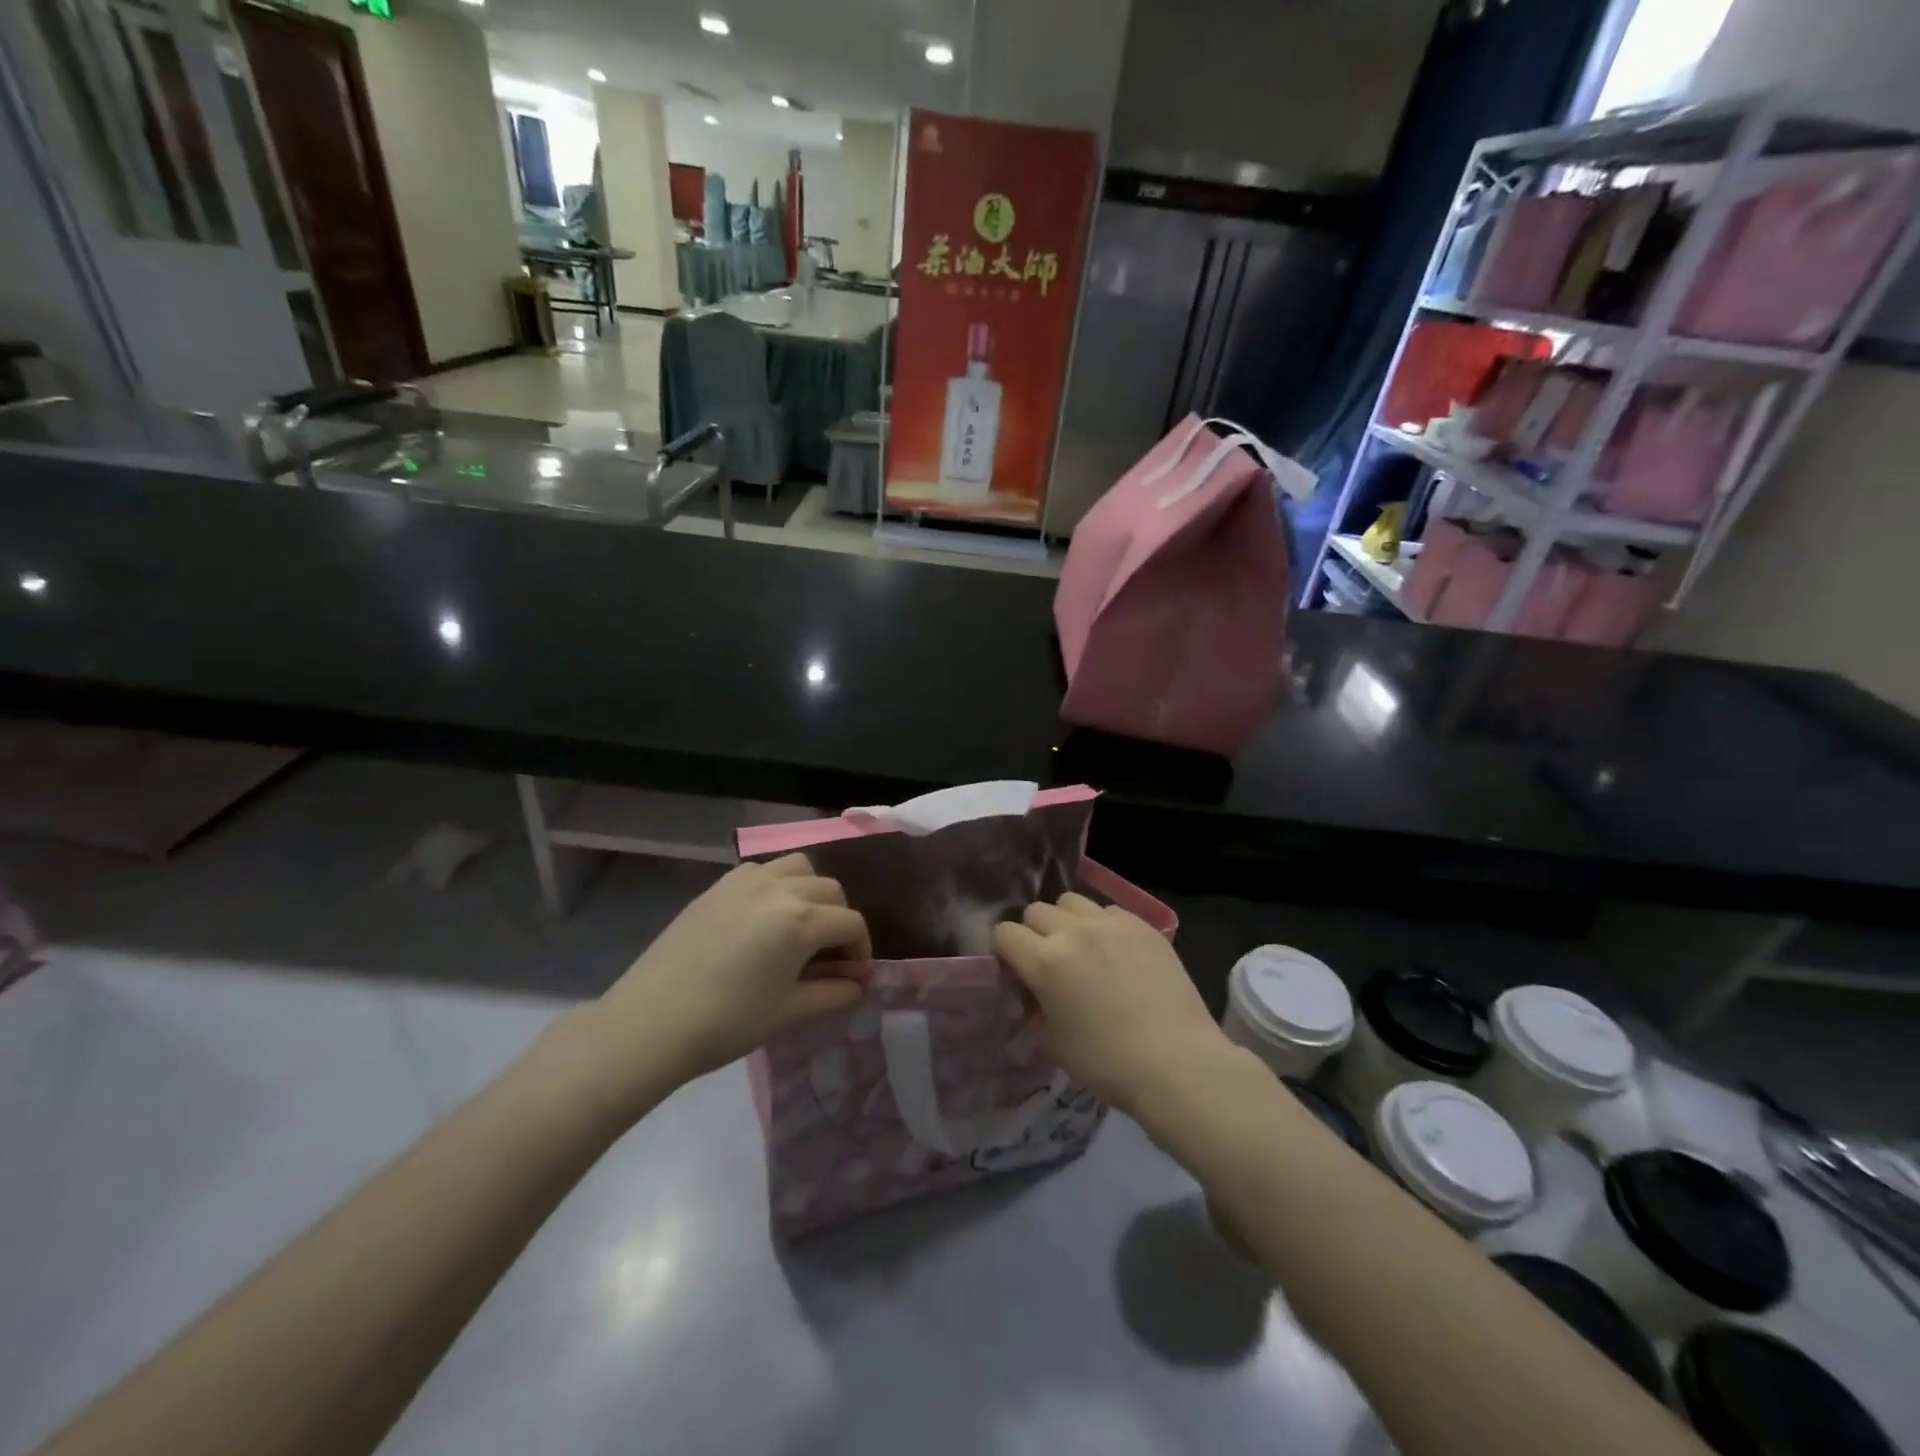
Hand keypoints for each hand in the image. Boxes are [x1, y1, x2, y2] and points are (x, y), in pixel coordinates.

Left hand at [586, 855, 868, 1116]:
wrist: (650, 1022)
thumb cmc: (727, 1022)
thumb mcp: (788, 1012)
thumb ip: (833, 994)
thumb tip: (859, 985)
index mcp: (801, 919)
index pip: (851, 923)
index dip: (861, 950)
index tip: (853, 976)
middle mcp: (779, 887)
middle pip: (830, 890)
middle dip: (839, 919)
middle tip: (829, 955)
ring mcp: (746, 880)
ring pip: (798, 867)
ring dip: (811, 892)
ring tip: (799, 925)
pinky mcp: (718, 885)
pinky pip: (762, 870)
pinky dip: (777, 884)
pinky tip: (763, 917)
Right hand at [992, 893, 1231, 1117]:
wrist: (1177, 1063)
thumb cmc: (1106, 1062)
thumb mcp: (1052, 1043)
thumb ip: (1033, 1007)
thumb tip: (1032, 992)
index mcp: (1044, 960)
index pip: (1004, 933)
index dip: (1005, 953)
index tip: (1016, 973)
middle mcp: (1073, 931)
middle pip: (1036, 911)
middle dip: (1034, 934)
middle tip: (1049, 962)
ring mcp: (1111, 923)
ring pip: (1071, 901)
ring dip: (1067, 921)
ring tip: (1082, 949)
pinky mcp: (1142, 925)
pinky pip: (1108, 910)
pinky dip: (1102, 925)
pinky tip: (1115, 952)